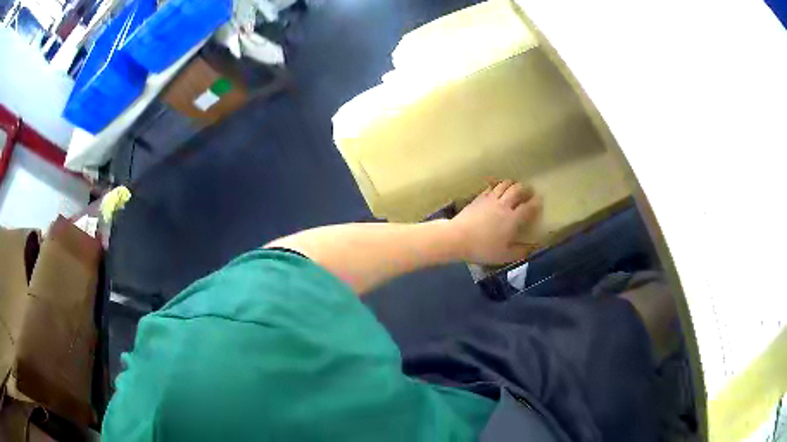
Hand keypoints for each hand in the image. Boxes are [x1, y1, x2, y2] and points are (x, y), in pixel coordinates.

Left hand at [449, 180, 541, 263]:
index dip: (536, 202)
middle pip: (518, 189)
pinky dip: (498, 185)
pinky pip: (491, 186)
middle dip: (525, 189)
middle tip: (529, 192)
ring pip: (505, 184)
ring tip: (515, 187)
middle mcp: (504, 204)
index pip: (529, 206)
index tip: (540, 200)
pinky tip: (497, 188)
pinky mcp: (479, 197)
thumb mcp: (505, 255)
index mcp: (513, 218)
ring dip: (512, 184)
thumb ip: (521, 251)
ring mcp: (490, 199)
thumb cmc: (483, 249)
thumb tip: (535, 248)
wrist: (457, 238)